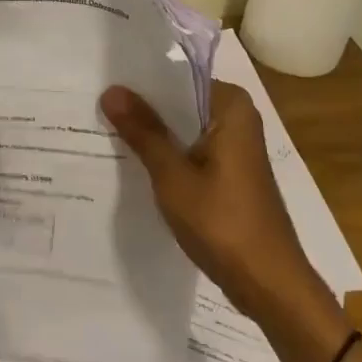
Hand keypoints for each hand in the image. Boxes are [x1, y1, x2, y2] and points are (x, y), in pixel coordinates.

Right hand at [100, 80, 321, 326]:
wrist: (268, 283)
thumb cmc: (222, 222)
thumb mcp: (172, 175)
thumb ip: (143, 131)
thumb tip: (112, 90)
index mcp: (231, 106)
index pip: (178, 78)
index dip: (140, 83)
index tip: (101, 83)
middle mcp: (237, 119)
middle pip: (180, 103)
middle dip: (142, 110)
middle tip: (93, 107)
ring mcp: (235, 149)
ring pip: (183, 130)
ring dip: (152, 135)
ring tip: (102, 131)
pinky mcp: (230, 175)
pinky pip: (191, 152)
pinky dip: (167, 157)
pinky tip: (132, 164)